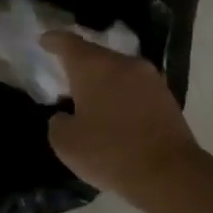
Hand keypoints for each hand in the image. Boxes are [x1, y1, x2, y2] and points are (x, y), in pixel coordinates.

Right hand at [42, 32, 201, 200]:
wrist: (168, 173)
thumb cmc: (110, 153)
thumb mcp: (67, 144)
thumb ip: (58, 123)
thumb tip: (66, 117)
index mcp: (94, 67)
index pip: (69, 43)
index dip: (54, 40)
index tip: (44, 39)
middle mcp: (124, 64)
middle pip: (97, 55)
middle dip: (80, 64)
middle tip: (66, 76)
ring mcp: (150, 78)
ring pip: (119, 71)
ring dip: (104, 81)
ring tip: (91, 98)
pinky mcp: (166, 96)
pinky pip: (135, 88)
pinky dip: (122, 95)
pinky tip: (116, 112)